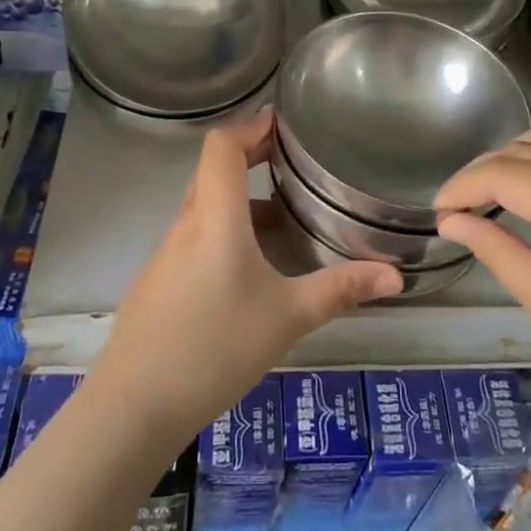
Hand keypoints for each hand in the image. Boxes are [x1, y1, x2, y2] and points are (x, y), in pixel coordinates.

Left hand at [93, 108, 401, 445]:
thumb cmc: (215, 348)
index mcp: (215, 217)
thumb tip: (396, 276)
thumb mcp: (287, 317)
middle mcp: (186, 224)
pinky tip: (249, 268)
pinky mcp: (157, 282)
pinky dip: (223, 230)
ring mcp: (166, 254)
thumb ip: (341, 290)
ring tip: (281, 214)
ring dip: (239, 198)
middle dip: (249, 156)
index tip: (282, 124)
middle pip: (212, 170)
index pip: (221, 146)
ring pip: (204, 206)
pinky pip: (194, 236)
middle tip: (289, 160)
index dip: (250, 126)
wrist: (133, 407)